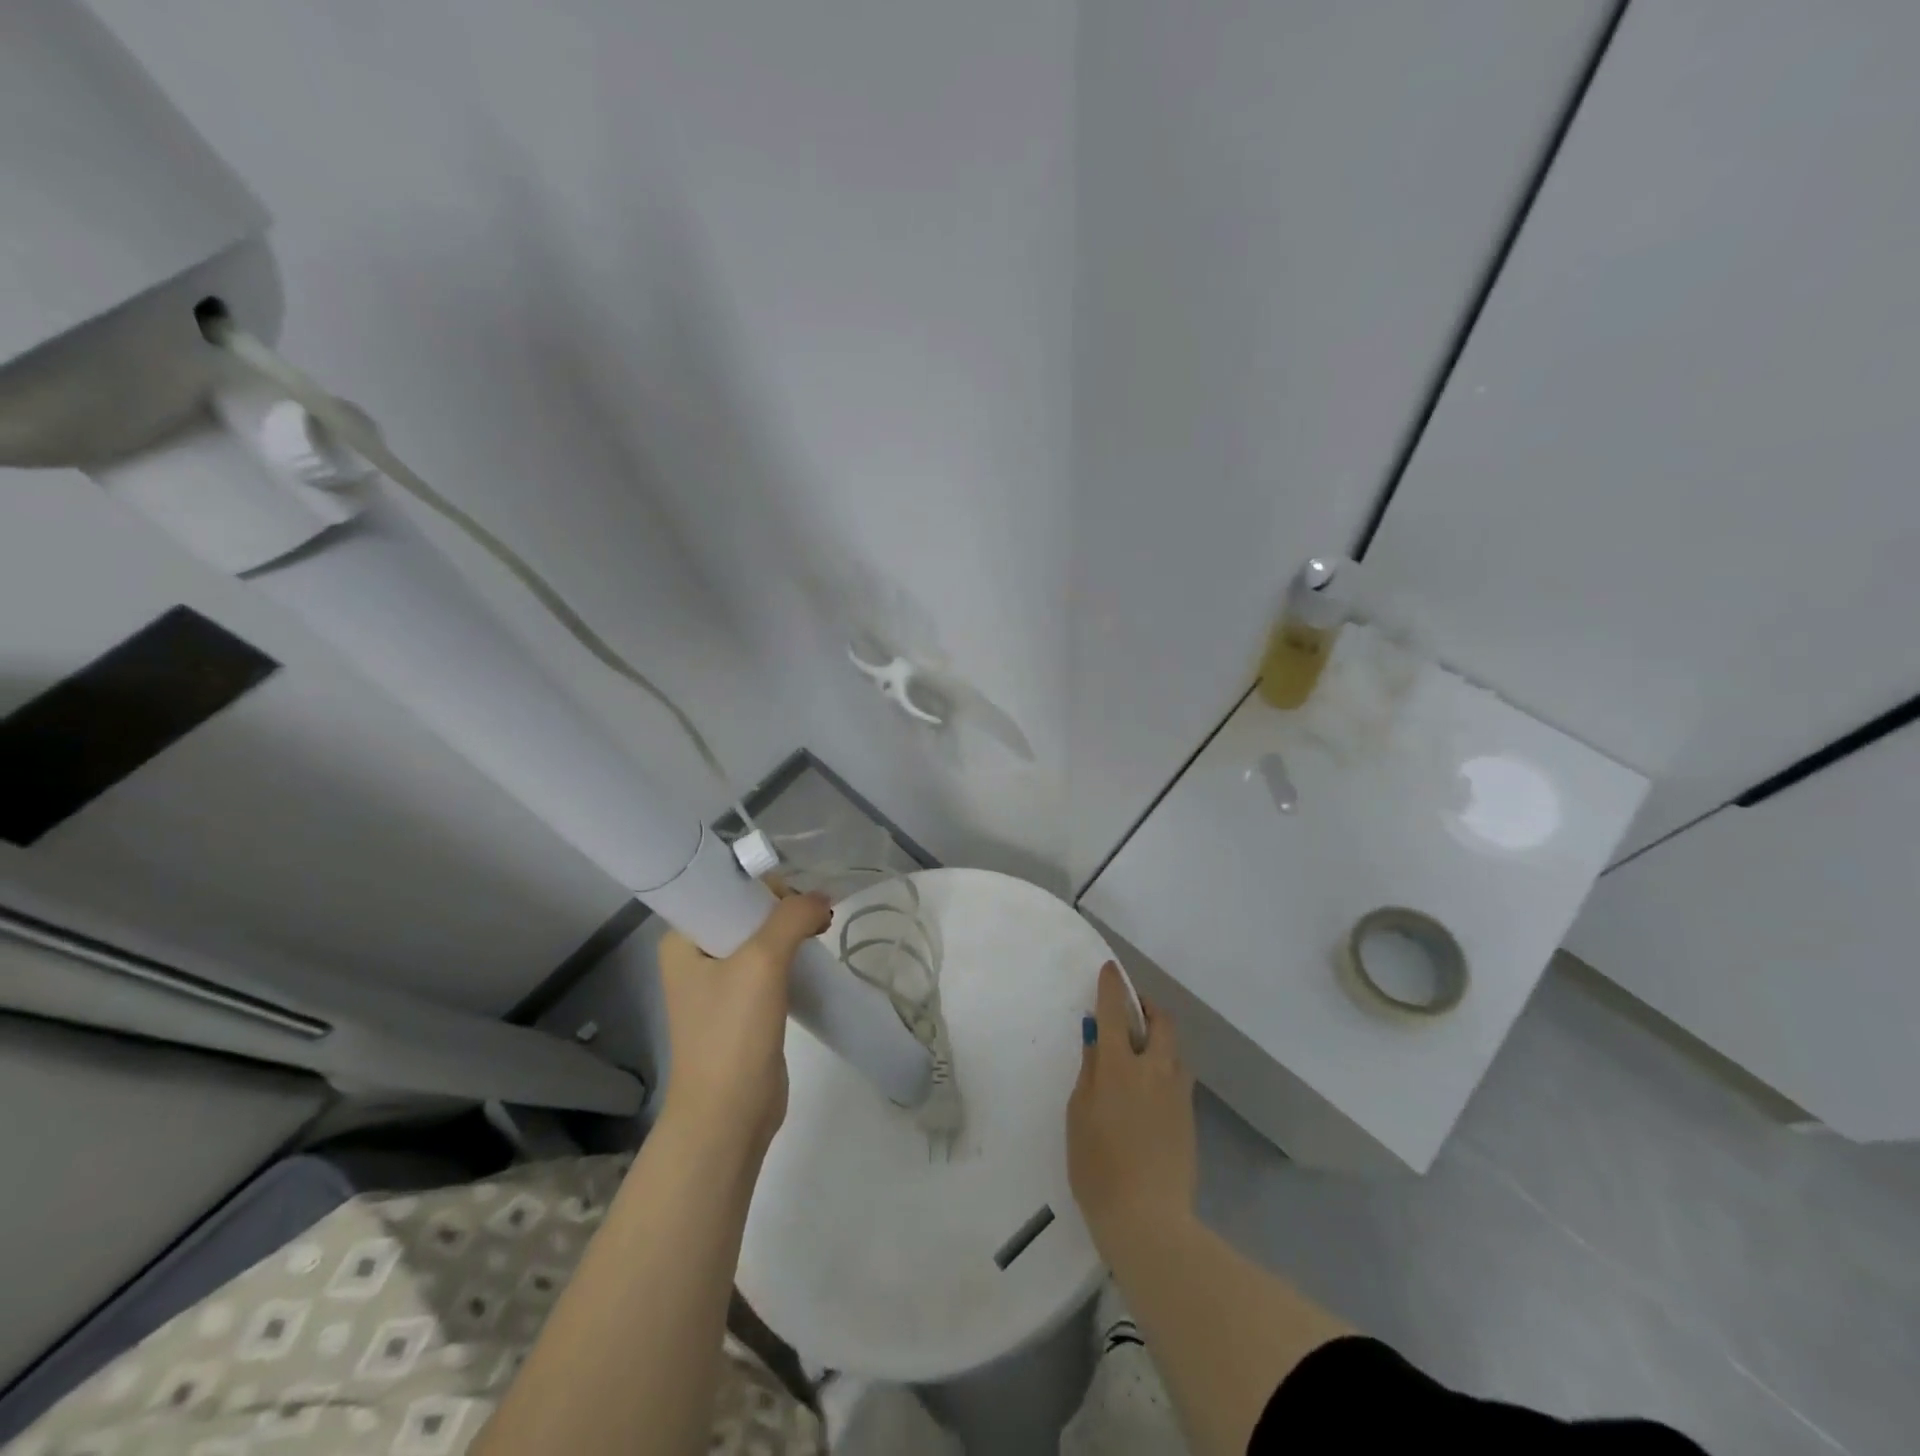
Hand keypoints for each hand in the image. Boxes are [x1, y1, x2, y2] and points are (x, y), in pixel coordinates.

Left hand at [656, 889, 831, 1157]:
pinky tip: (813, 959)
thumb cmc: (733, 1031)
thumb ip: (792, 917)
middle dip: (784, 908)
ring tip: (821, 932)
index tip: (798, 898)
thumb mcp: (762, 961)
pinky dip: (792, 957)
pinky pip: (769, 967)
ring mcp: (718, 985)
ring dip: (792, 932)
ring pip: (761, 939)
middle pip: (746, 912)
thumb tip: (822, 899)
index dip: (764, 885)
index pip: (725, 889)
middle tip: (816, 918)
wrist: (729, 1114)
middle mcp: (695, 957)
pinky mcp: (742, 1008)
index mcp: (682, 940)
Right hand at [1067, 962, 1197, 1248]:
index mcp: (1120, 1066)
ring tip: (1140, 1050)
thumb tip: (1097, 1038)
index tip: (1110, 970)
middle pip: (1161, 1022)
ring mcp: (1177, 1093)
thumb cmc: (1098, 1166)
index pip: (1115, 1012)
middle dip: (1147, 1007)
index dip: (1112, 987)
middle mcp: (1154, 1070)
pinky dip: (1164, 1066)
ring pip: (1174, 1049)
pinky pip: (1178, 1075)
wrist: (1149, 1220)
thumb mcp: (1079, 1114)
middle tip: (1131, 1010)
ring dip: (1159, 1037)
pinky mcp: (1189, 1117)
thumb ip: (1090, 1070)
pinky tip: (1149, 1087)